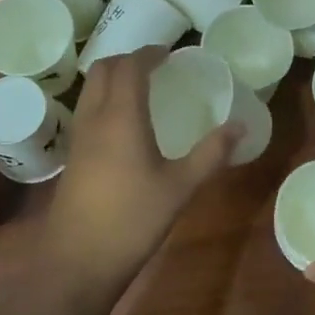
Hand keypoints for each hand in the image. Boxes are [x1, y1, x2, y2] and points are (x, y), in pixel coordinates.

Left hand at [44, 48, 235, 287]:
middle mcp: (95, 118)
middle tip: (156, 66)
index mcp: (121, 116)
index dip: (149, 53)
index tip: (170, 53)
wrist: (78, 261)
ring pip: (91, 88)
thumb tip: (240, 126)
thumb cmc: (133, 219)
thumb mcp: (181, 186)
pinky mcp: (73, 155)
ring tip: (142, 87)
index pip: (129, 66)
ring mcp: (79, 137)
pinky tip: (125, 122)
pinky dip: (105, 98)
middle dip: (128, 59)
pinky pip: (87, 109)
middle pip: (104, 69)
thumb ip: (211, 153)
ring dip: (113, 77)